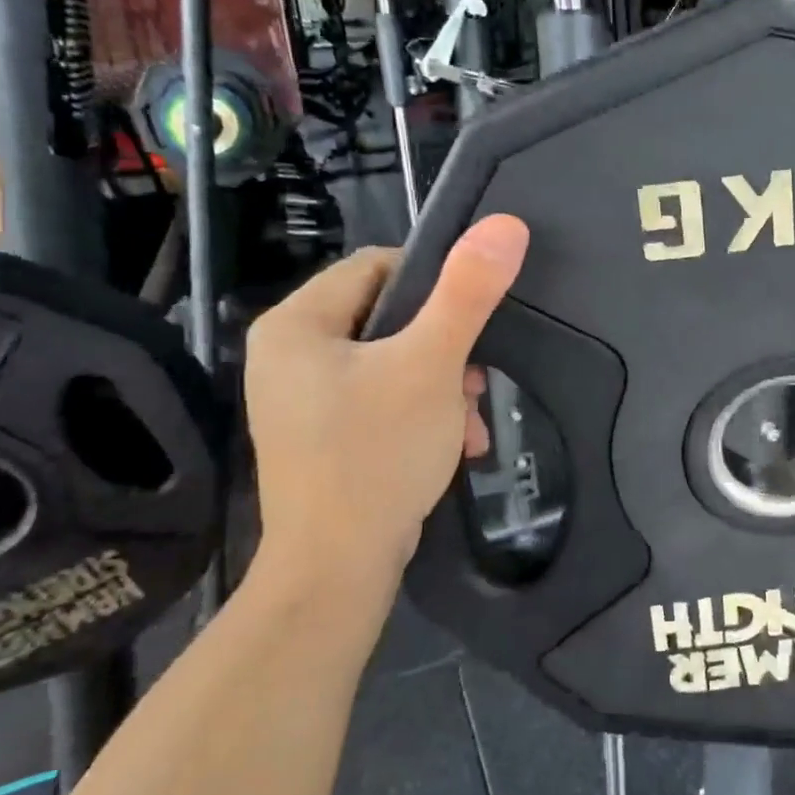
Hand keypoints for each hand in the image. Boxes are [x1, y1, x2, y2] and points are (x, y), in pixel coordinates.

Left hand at [243, 215, 529, 589]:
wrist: (338, 570)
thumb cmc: (377, 454)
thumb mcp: (431, 365)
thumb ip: (468, 292)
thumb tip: (506, 224)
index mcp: (296, 324)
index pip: (376, 267)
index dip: (434, 284)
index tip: (472, 319)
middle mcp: (288, 355)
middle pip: (388, 319)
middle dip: (445, 350)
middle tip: (477, 383)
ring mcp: (302, 400)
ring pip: (391, 363)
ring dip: (443, 386)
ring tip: (471, 423)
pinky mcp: (322, 436)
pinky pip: (381, 400)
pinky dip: (422, 414)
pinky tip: (455, 444)